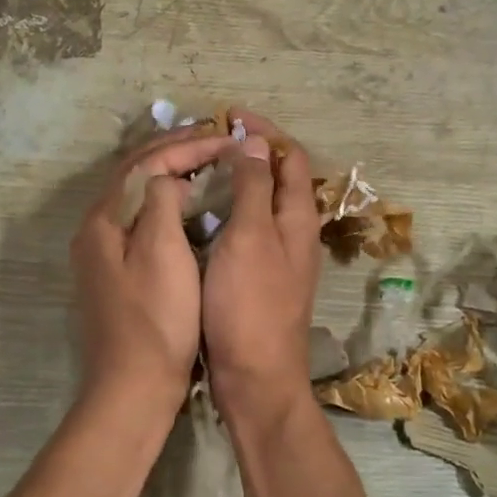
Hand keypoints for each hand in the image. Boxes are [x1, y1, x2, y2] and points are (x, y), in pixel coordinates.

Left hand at [71, 125, 229, 413]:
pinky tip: (188, 204)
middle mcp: (95, 229)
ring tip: (204, 160)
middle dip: (173, 150)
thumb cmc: (155, 319)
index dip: (187, 146)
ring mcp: (102, 252)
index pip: (145, 163)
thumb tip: (167, 178)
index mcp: (103, 220)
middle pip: (133, 173)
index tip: (227, 138)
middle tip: (214, 137)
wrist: (132, 388)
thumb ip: (162, 201)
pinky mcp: (115, 272)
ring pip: (136, 195)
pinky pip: (140, 219)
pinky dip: (165, 201)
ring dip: (168, 172)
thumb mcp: (162, 251)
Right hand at [202, 110, 320, 428]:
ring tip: (199, 171)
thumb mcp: (250, 239)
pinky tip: (198, 216)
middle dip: (249, 152)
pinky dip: (226, 211)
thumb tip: (255, 142)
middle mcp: (293, 233)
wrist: (254, 378)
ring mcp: (277, 257)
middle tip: (208, 142)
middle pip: (278, 178)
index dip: (264, 131)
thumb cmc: (250, 305)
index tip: (228, 117)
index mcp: (297, 219)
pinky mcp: (258, 277)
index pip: (291, 157)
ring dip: (236, 181)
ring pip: (260, 204)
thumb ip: (253, 189)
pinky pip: (245, 229)